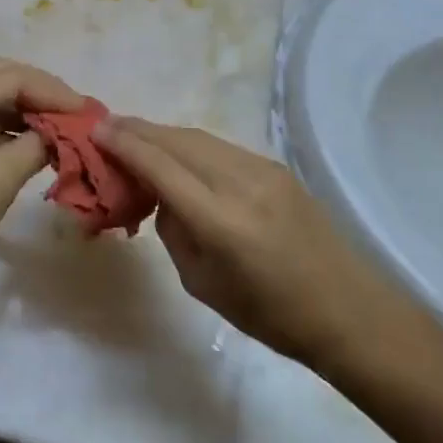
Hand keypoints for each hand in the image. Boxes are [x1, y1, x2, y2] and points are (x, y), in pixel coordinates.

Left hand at [0, 58, 84, 281]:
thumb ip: (35, 146)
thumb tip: (57, 134)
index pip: (14, 77)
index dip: (55, 92)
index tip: (87, 114)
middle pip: (0, 77)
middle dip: (41, 93)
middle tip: (75, 115)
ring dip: (24, 109)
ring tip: (58, 130)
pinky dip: (5, 127)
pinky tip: (28, 145)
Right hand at [95, 118, 393, 367]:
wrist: (347, 310)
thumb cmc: (268, 315)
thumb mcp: (201, 283)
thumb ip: (174, 230)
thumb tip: (162, 194)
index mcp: (219, 220)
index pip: (159, 165)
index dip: (124, 144)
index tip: (95, 130)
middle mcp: (241, 183)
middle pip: (177, 140)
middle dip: (138, 130)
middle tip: (108, 127)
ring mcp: (263, 170)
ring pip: (200, 138)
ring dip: (164, 135)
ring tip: (136, 137)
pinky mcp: (277, 168)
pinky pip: (221, 148)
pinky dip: (191, 146)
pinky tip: (178, 155)